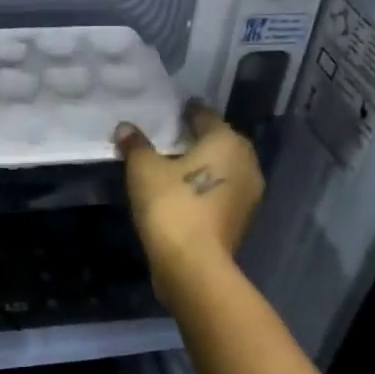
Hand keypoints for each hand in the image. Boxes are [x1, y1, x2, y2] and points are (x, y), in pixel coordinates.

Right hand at [114, 101, 263, 282]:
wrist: (194, 264)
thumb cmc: (171, 206)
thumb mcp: (144, 170)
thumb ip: (136, 145)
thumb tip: (126, 128)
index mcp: (226, 141)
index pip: (206, 116)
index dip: (189, 111)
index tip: (176, 109)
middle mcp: (246, 161)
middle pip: (221, 141)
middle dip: (199, 137)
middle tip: (174, 135)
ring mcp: (248, 193)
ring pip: (224, 167)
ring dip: (204, 163)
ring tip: (177, 163)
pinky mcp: (241, 218)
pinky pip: (222, 190)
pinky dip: (206, 185)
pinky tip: (186, 189)